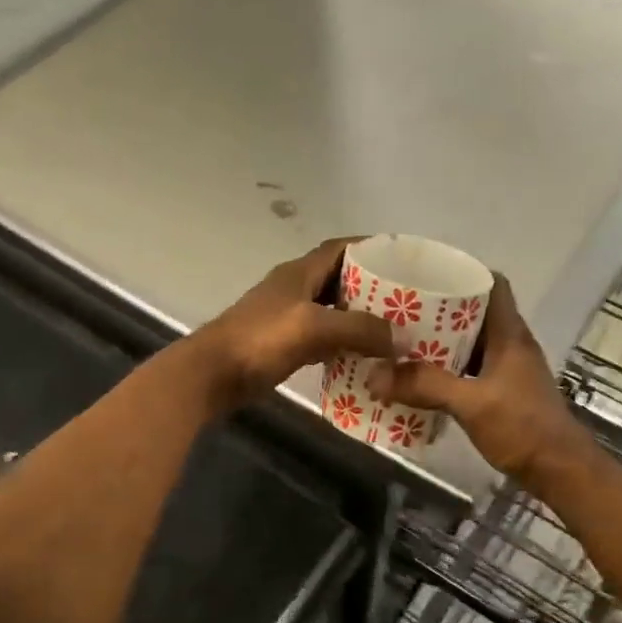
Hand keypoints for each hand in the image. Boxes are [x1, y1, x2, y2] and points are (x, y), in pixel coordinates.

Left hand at [188, 239, 397, 408]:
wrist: (213, 374)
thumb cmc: (260, 340)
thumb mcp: (314, 326)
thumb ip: (359, 328)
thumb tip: (402, 337)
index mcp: (300, 272)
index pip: (341, 248)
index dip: (371, 248)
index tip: (403, 259)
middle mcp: (296, 289)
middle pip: (341, 279)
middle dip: (373, 287)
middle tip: (408, 301)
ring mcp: (289, 317)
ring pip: (333, 310)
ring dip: (360, 318)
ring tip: (395, 329)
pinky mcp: (285, 344)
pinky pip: (324, 338)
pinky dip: (345, 344)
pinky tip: (366, 357)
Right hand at [367, 275, 589, 484]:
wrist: (559, 472)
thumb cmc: (523, 428)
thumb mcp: (471, 404)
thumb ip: (425, 386)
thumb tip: (374, 374)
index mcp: (510, 334)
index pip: (493, 284)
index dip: (463, 273)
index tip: (426, 274)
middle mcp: (510, 345)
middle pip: (474, 312)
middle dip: (438, 309)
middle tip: (400, 310)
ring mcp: (507, 370)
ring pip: (469, 342)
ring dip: (438, 342)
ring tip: (400, 341)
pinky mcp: (501, 392)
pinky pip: (467, 369)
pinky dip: (444, 369)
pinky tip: (418, 378)